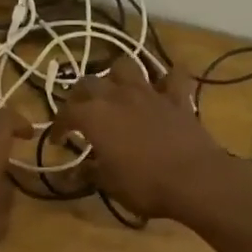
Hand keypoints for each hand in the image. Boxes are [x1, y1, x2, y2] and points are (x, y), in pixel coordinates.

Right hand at [52, 57, 242, 222]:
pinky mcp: (177, 98)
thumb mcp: (109, 185)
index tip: (58, 140)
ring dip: (117, 75)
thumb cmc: (144, 185)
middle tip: (81, 111)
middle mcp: (117, 96)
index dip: (58, 125)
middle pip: (90, 82)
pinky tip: (164, 85)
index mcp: (94, 117)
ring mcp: (149, 93)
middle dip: (80, 95)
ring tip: (116, 90)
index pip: (66, 113)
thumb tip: (75, 171)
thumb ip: (90, 172)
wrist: (194, 180)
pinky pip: (173, 76)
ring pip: (126, 66)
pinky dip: (167, 77)